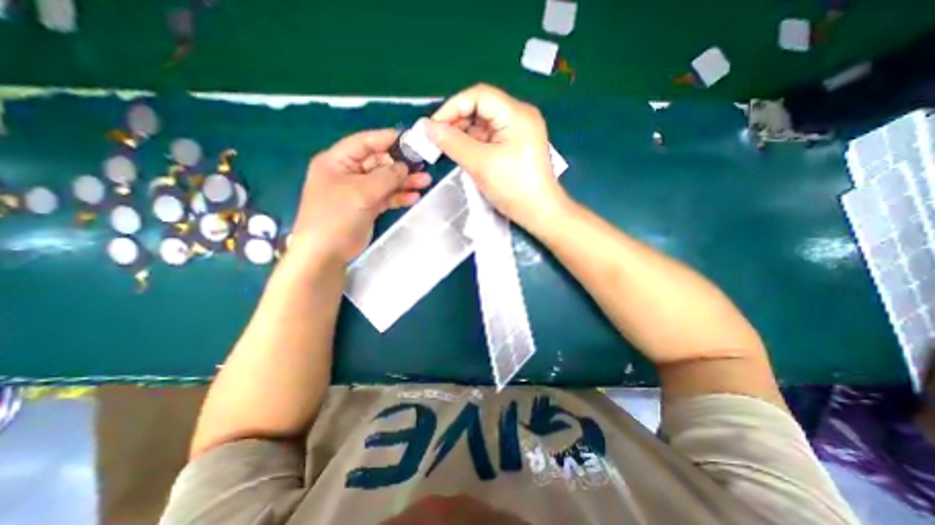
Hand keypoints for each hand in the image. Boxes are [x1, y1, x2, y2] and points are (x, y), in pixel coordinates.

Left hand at [291, 129, 431, 263]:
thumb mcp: (361, 191)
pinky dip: (400, 197)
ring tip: (426, 181)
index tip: (411, 139)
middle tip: (424, 164)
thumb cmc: (337, 216)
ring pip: (386, 181)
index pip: (365, 142)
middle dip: (401, 164)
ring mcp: (359, 191)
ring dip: (405, 181)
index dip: (387, 139)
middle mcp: (348, 173)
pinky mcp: (368, 207)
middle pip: (379, 163)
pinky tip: (415, 197)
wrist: (327, 252)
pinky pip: (387, 197)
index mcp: (337, 161)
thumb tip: (404, 166)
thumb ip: (386, 176)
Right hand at [427, 84, 569, 231]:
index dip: (452, 107)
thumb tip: (425, 127)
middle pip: (481, 108)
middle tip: (437, 141)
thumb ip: (452, 143)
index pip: (478, 96)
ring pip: (484, 124)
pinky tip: (463, 154)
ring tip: (446, 149)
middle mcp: (519, 117)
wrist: (539, 213)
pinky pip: (490, 138)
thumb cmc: (513, 188)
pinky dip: (474, 144)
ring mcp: (519, 132)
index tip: (433, 127)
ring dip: (464, 134)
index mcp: (516, 114)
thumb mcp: (480, 164)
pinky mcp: (516, 146)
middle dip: (457, 122)